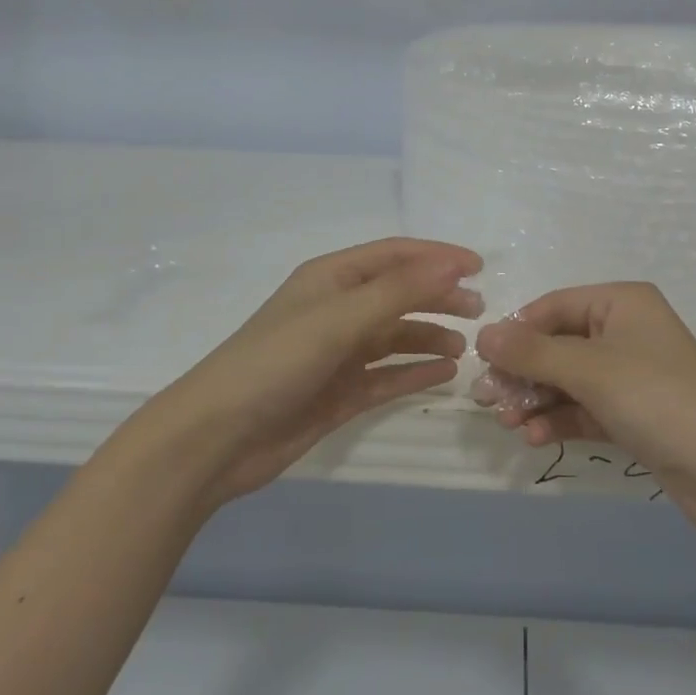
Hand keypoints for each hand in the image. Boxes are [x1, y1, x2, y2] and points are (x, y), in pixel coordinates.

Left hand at [153, 238, 482, 509]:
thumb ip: (400, 290)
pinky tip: (444, 375)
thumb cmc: (277, 361)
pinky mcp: (338, 393)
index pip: (395, 255)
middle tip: (479, 310)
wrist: (216, 439)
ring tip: (464, 347)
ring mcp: (337, 353)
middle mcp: (337, 308)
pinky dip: (414, 373)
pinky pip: (386, 376)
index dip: (436, 256)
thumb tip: (454, 263)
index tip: (478, 267)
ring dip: (429, 336)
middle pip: (399, 293)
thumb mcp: (340, 318)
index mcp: (332, 278)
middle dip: (438, 296)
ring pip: (395, 336)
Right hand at [475, 283, 695, 541]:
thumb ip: (532, 353)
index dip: (517, 331)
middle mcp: (626, 331)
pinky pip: (585, 408)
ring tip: (508, 424)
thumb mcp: (589, 370)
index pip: (554, 306)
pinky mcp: (634, 415)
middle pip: (558, 344)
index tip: (483, 360)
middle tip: (488, 400)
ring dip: (536, 399)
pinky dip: (559, 419)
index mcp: (621, 302)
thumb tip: (483, 334)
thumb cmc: (658, 399)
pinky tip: (534, 437)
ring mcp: (631, 375)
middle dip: (523, 372)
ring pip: (568, 380)